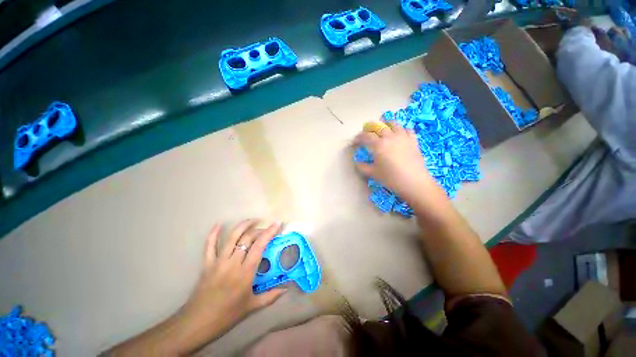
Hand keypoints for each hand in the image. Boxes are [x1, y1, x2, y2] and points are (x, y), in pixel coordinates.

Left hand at [182, 220, 286, 339]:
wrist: (197, 323)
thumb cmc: (227, 315)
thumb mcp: (252, 307)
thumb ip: (271, 296)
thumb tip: (286, 290)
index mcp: (245, 272)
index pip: (260, 246)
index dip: (269, 232)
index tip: (277, 224)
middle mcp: (233, 263)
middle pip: (247, 238)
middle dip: (259, 230)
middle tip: (267, 229)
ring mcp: (218, 262)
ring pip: (232, 237)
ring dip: (243, 226)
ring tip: (252, 220)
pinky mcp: (207, 264)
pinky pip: (209, 246)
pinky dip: (213, 234)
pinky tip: (218, 225)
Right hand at [354, 121, 436, 201]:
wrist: (413, 182)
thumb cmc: (390, 178)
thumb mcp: (373, 173)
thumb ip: (362, 167)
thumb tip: (357, 162)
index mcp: (378, 145)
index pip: (365, 136)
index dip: (358, 137)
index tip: (354, 141)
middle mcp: (390, 137)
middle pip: (378, 127)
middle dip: (370, 128)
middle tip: (367, 133)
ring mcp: (403, 137)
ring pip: (393, 124)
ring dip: (385, 124)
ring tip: (382, 128)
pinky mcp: (413, 141)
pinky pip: (407, 129)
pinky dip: (401, 129)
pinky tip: (399, 134)